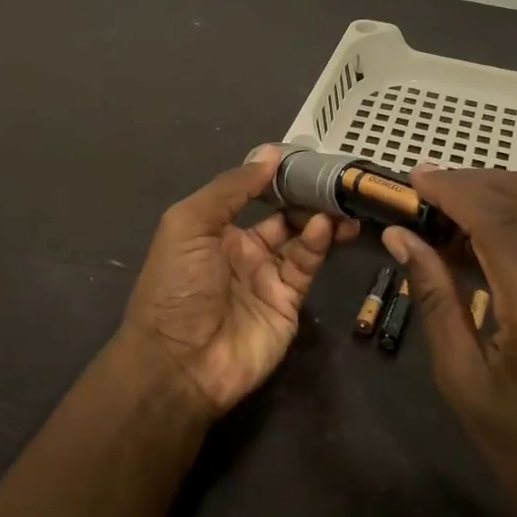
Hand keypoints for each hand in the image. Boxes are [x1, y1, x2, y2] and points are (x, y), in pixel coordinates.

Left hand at [117, 148, 356, 415]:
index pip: (252, 193)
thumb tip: (270, 153)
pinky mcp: (289, 301)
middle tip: (332, 178)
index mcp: (215, 228)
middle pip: (283, 215)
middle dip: (306, 196)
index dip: (275, 175)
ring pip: (301, 238)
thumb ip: (231, 188)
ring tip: (340, 201)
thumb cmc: (176, 286)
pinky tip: (325, 227)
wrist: (179, 363)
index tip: (303, 156)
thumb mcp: (190, 224)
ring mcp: (267, 276)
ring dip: (319, 217)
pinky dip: (318, 244)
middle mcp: (243, 249)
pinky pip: (306, 265)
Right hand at [382, 170, 516, 516]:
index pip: (502, 225)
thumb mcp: (462, 379)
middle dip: (474, 181)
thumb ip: (434, 296)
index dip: (454, 190)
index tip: (413, 178)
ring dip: (496, 195)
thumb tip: (401, 234)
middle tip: (427, 190)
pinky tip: (485, 235)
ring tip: (448, 210)